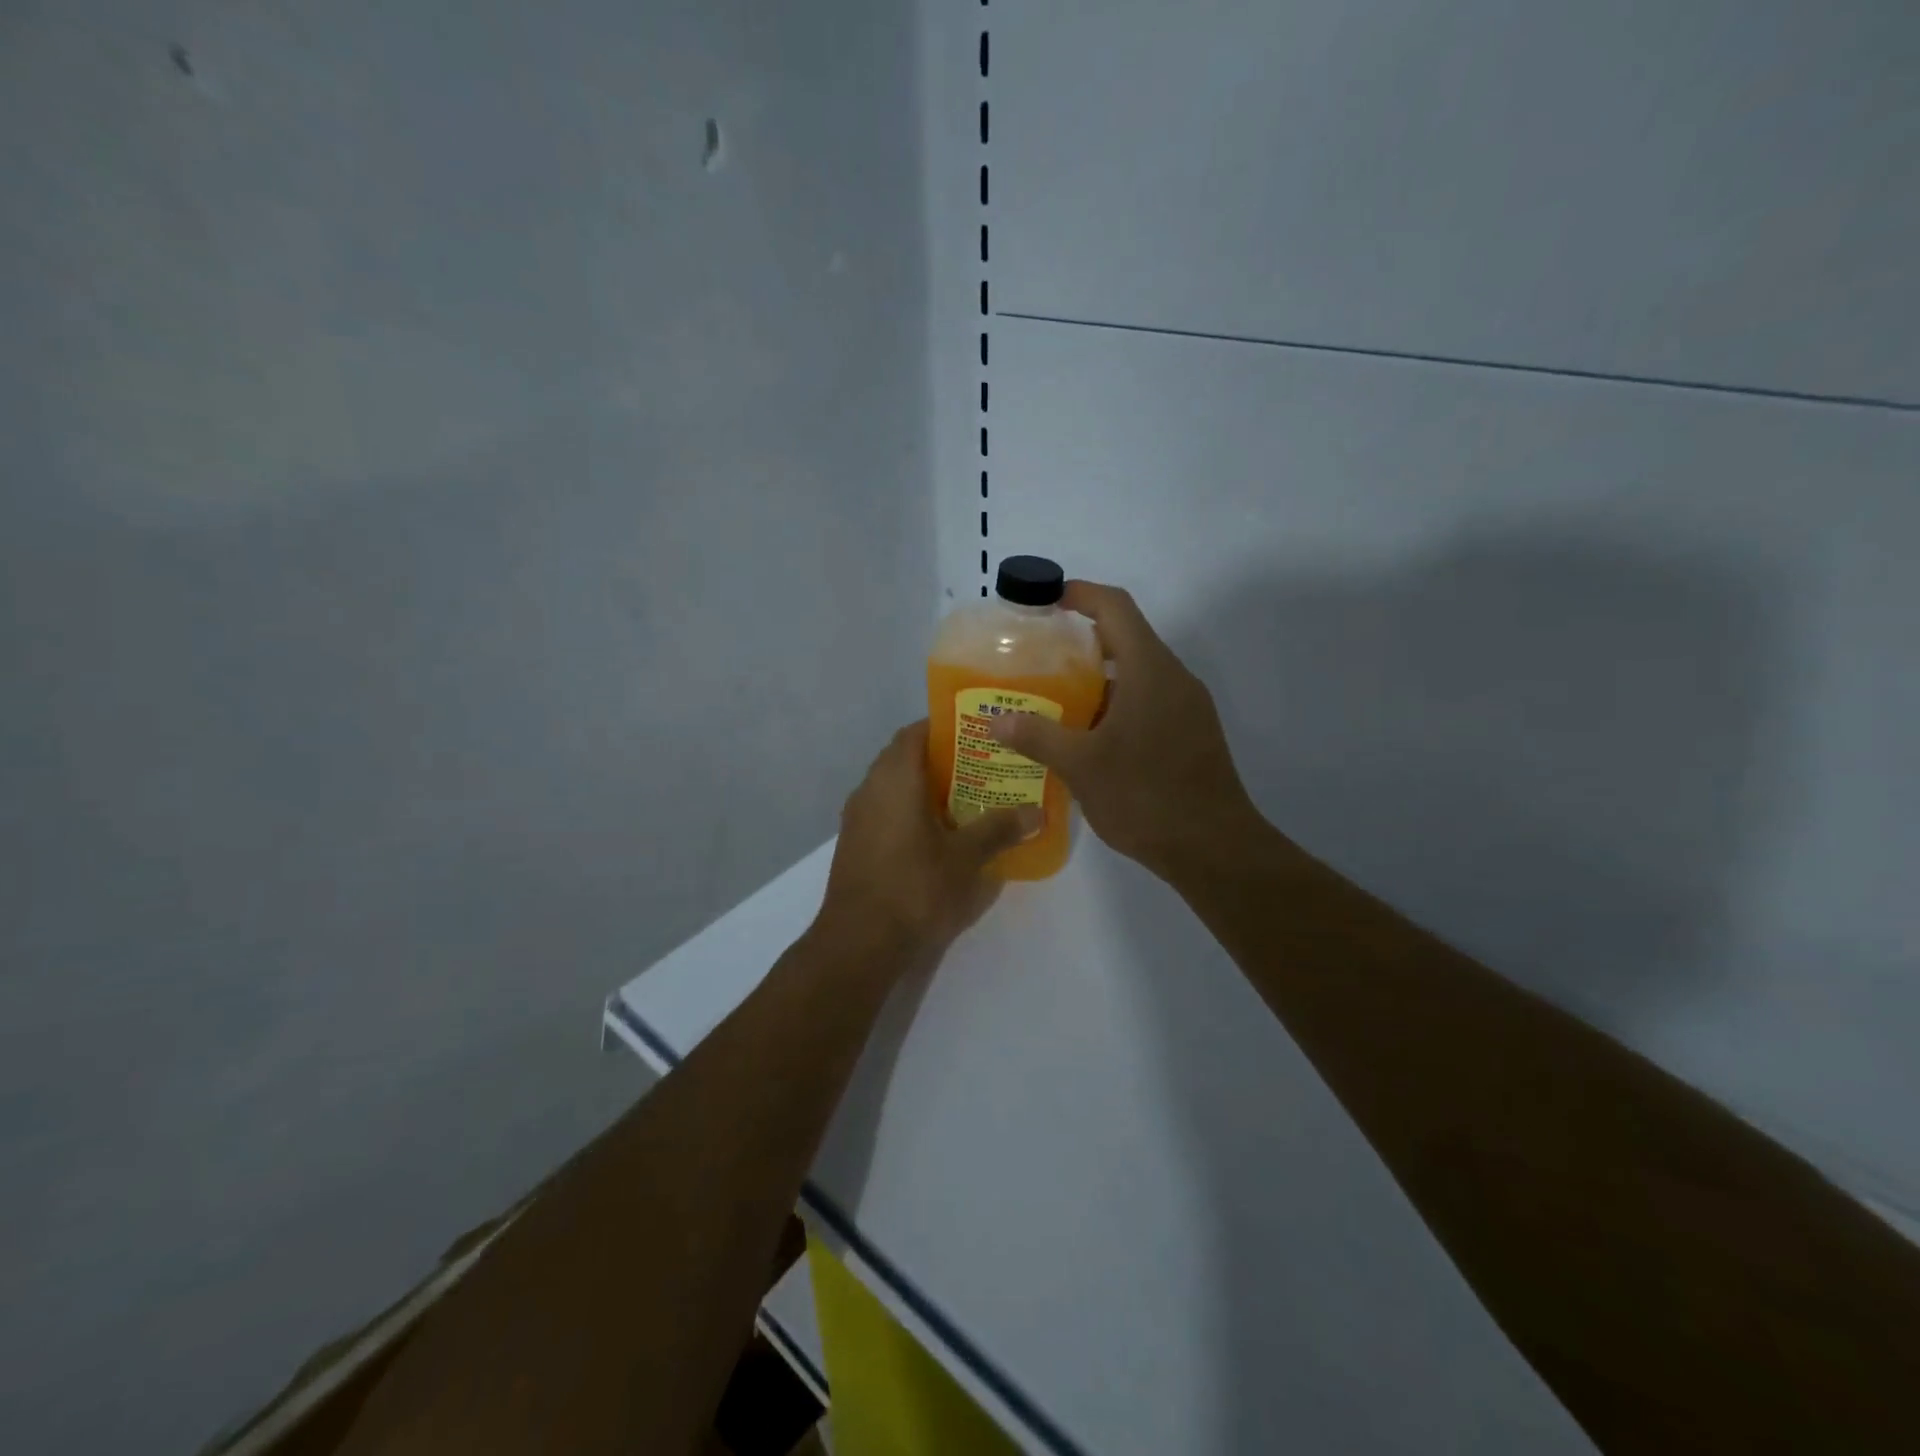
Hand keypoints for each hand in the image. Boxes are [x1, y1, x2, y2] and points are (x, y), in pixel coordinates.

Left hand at [815, 722, 1039, 964]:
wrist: (858, 943)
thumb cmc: (914, 888)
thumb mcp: (965, 858)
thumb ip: (1000, 829)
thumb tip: (1038, 812)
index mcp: (894, 778)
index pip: (916, 732)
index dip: (946, 728)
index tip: (978, 735)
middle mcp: (870, 788)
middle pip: (905, 758)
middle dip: (941, 760)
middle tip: (982, 768)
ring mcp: (857, 818)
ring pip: (893, 787)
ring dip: (925, 788)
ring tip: (967, 800)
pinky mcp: (854, 844)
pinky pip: (885, 812)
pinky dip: (910, 812)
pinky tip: (938, 835)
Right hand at [990, 581, 1259, 879]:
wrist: (1213, 848)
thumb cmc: (1146, 796)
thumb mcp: (1081, 766)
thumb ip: (1037, 737)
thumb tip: (996, 721)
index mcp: (1150, 670)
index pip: (1116, 608)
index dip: (1081, 594)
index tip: (1047, 600)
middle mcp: (1174, 679)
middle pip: (1128, 638)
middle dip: (1083, 640)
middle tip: (1040, 657)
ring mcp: (1188, 708)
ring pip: (1139, 674)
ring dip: (1099, 678)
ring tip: (1056, 698)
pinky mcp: (1193, 734)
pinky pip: (1150, 701)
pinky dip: (1117, 704)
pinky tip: (1089, 736)